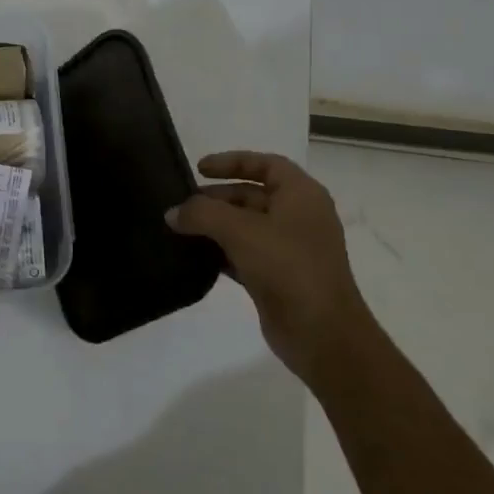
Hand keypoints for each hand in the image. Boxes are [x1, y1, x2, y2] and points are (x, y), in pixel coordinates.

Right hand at [167, 151, 376, 379]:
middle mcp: (299, 217)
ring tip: (180, 228)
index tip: (199, 168)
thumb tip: (172, 213)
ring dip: (215, 225)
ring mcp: (290, 249)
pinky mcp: (279, 277)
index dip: (232, 161)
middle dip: (217, 197)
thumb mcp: (240, 231)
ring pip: (246, 226)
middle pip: (253, 195)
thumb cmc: (287, 267)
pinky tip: (194, 256)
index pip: (266, 164)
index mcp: (302, 196)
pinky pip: (244, 254)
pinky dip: (220, 251)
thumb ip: (201, 214)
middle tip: (181, 204)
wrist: (321, 332)